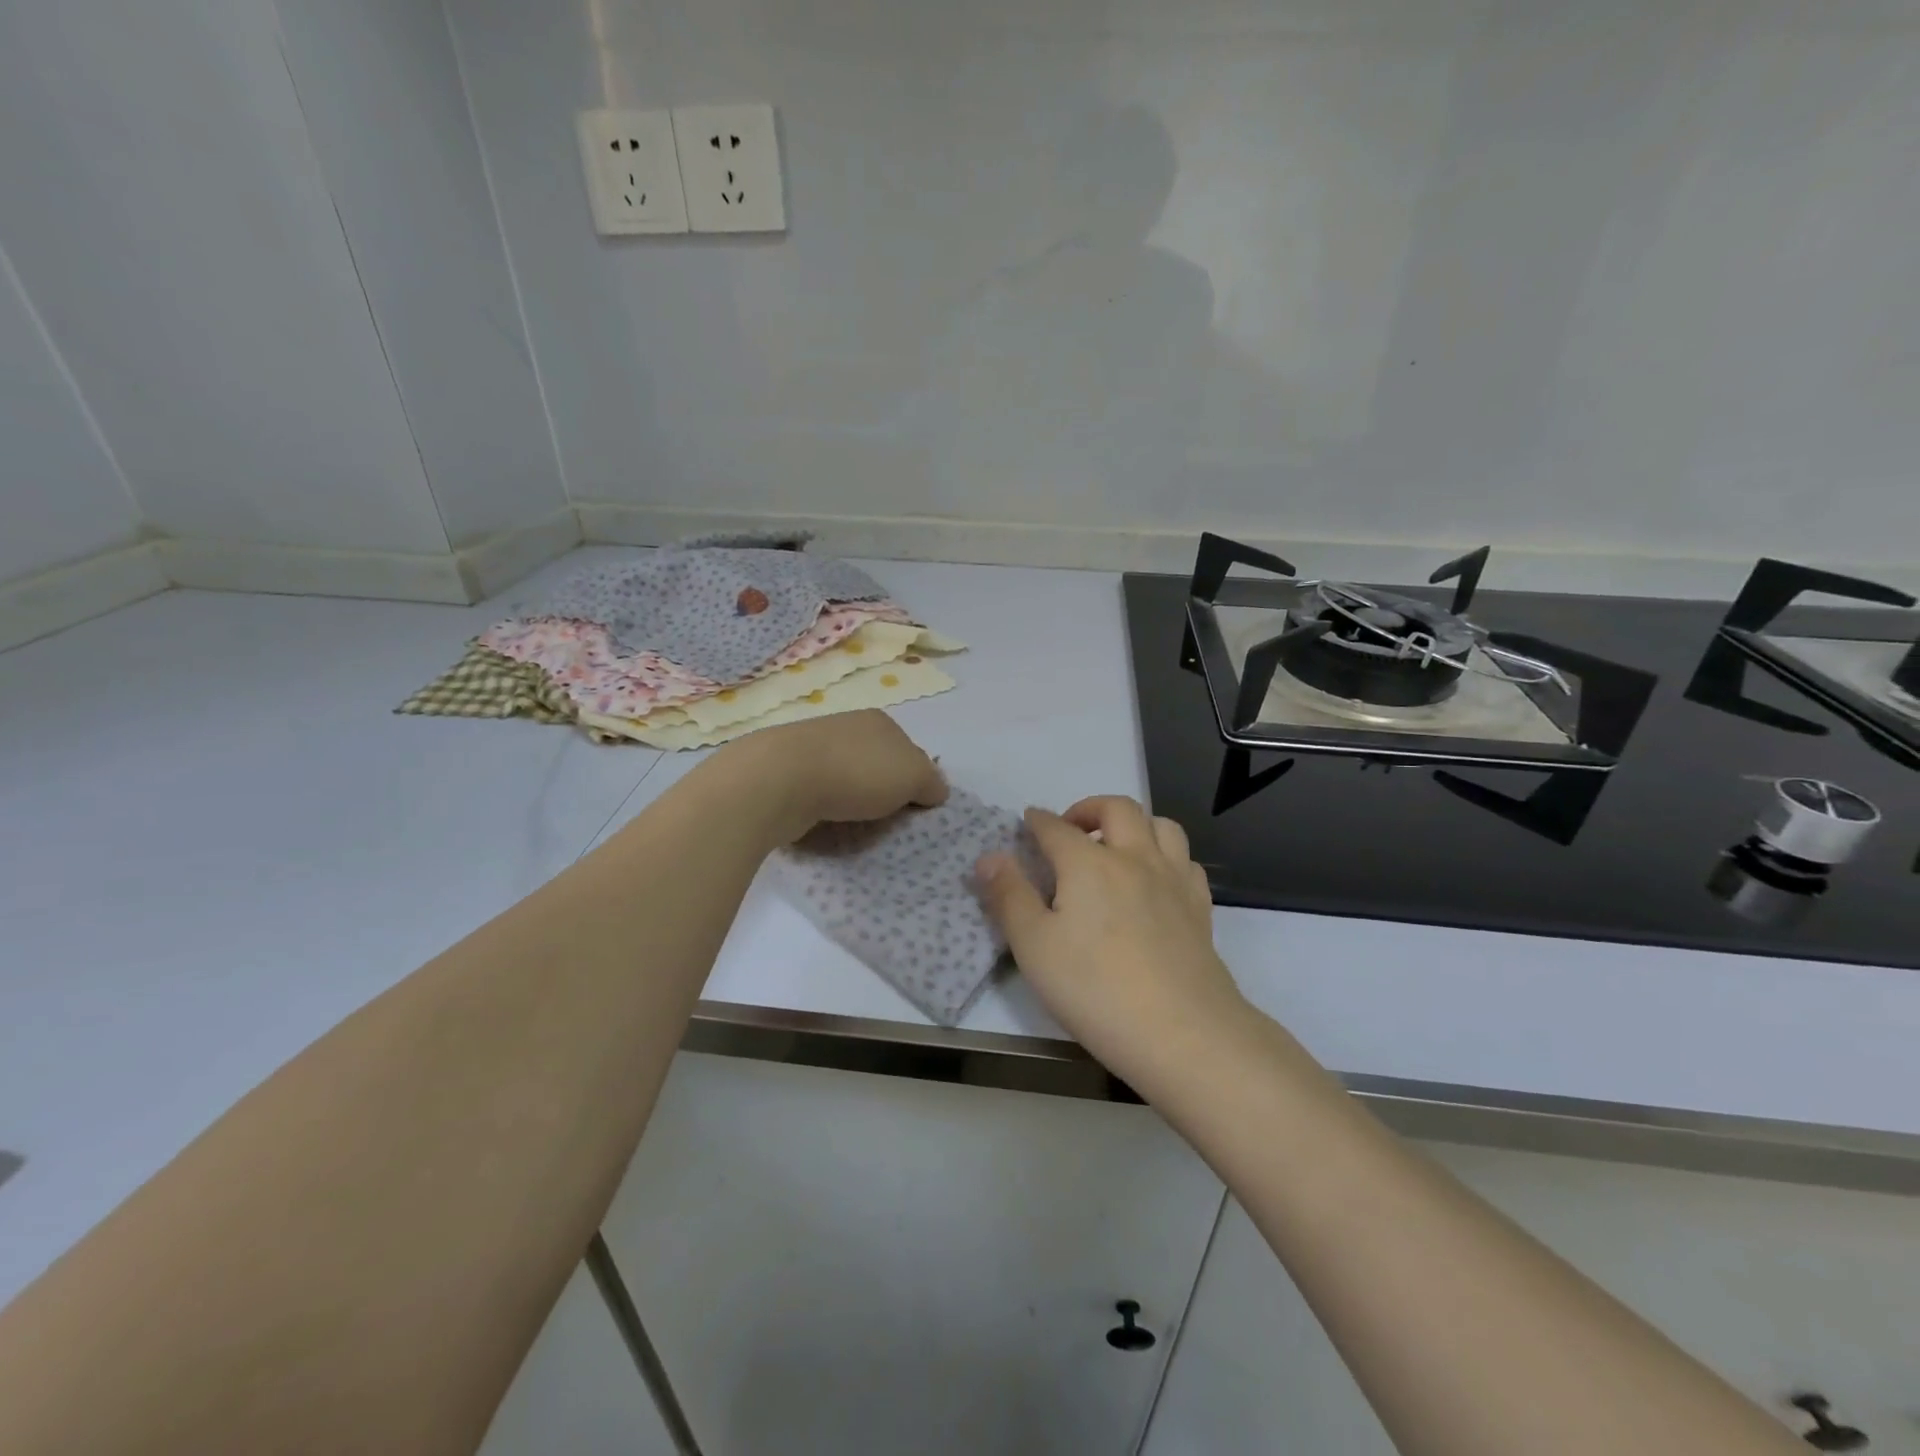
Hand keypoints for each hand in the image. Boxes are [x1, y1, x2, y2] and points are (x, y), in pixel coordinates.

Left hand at [720, 709, 947, 842]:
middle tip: (887, 822)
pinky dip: (824, 807)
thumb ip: (931, 783)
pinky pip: (817, 792)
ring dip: (851, 799)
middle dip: (882, 790)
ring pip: (845, 777)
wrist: (779, 780)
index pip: (909, 751)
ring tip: (854, 827)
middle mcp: (846, 726)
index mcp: (879, 721)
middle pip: (877, 763)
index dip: (915, 781)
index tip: (913, 810)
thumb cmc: (856, 773)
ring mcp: (812, 747)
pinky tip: (824, 822)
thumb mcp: (914, 776)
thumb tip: (936, 791)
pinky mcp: (786, 772)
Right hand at [977, 796, 1249, 1086]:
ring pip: (1160, 825)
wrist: (1182, 1031)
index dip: (1038, 821)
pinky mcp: (1199, 906)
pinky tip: (1155, 879)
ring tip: (1116, 845)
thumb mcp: (1033, 946)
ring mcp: (1173, 879)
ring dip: (1134, 824)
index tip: (1028, 820)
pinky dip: (1165, 855)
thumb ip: (1009, 896)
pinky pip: (1185, 861)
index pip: (1056, 827)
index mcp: (1088, 863)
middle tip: (1071, 827)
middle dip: (1089, 808)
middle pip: (1117, 808)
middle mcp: (1134, 858)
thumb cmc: (1095, 989)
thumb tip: (989, 856)